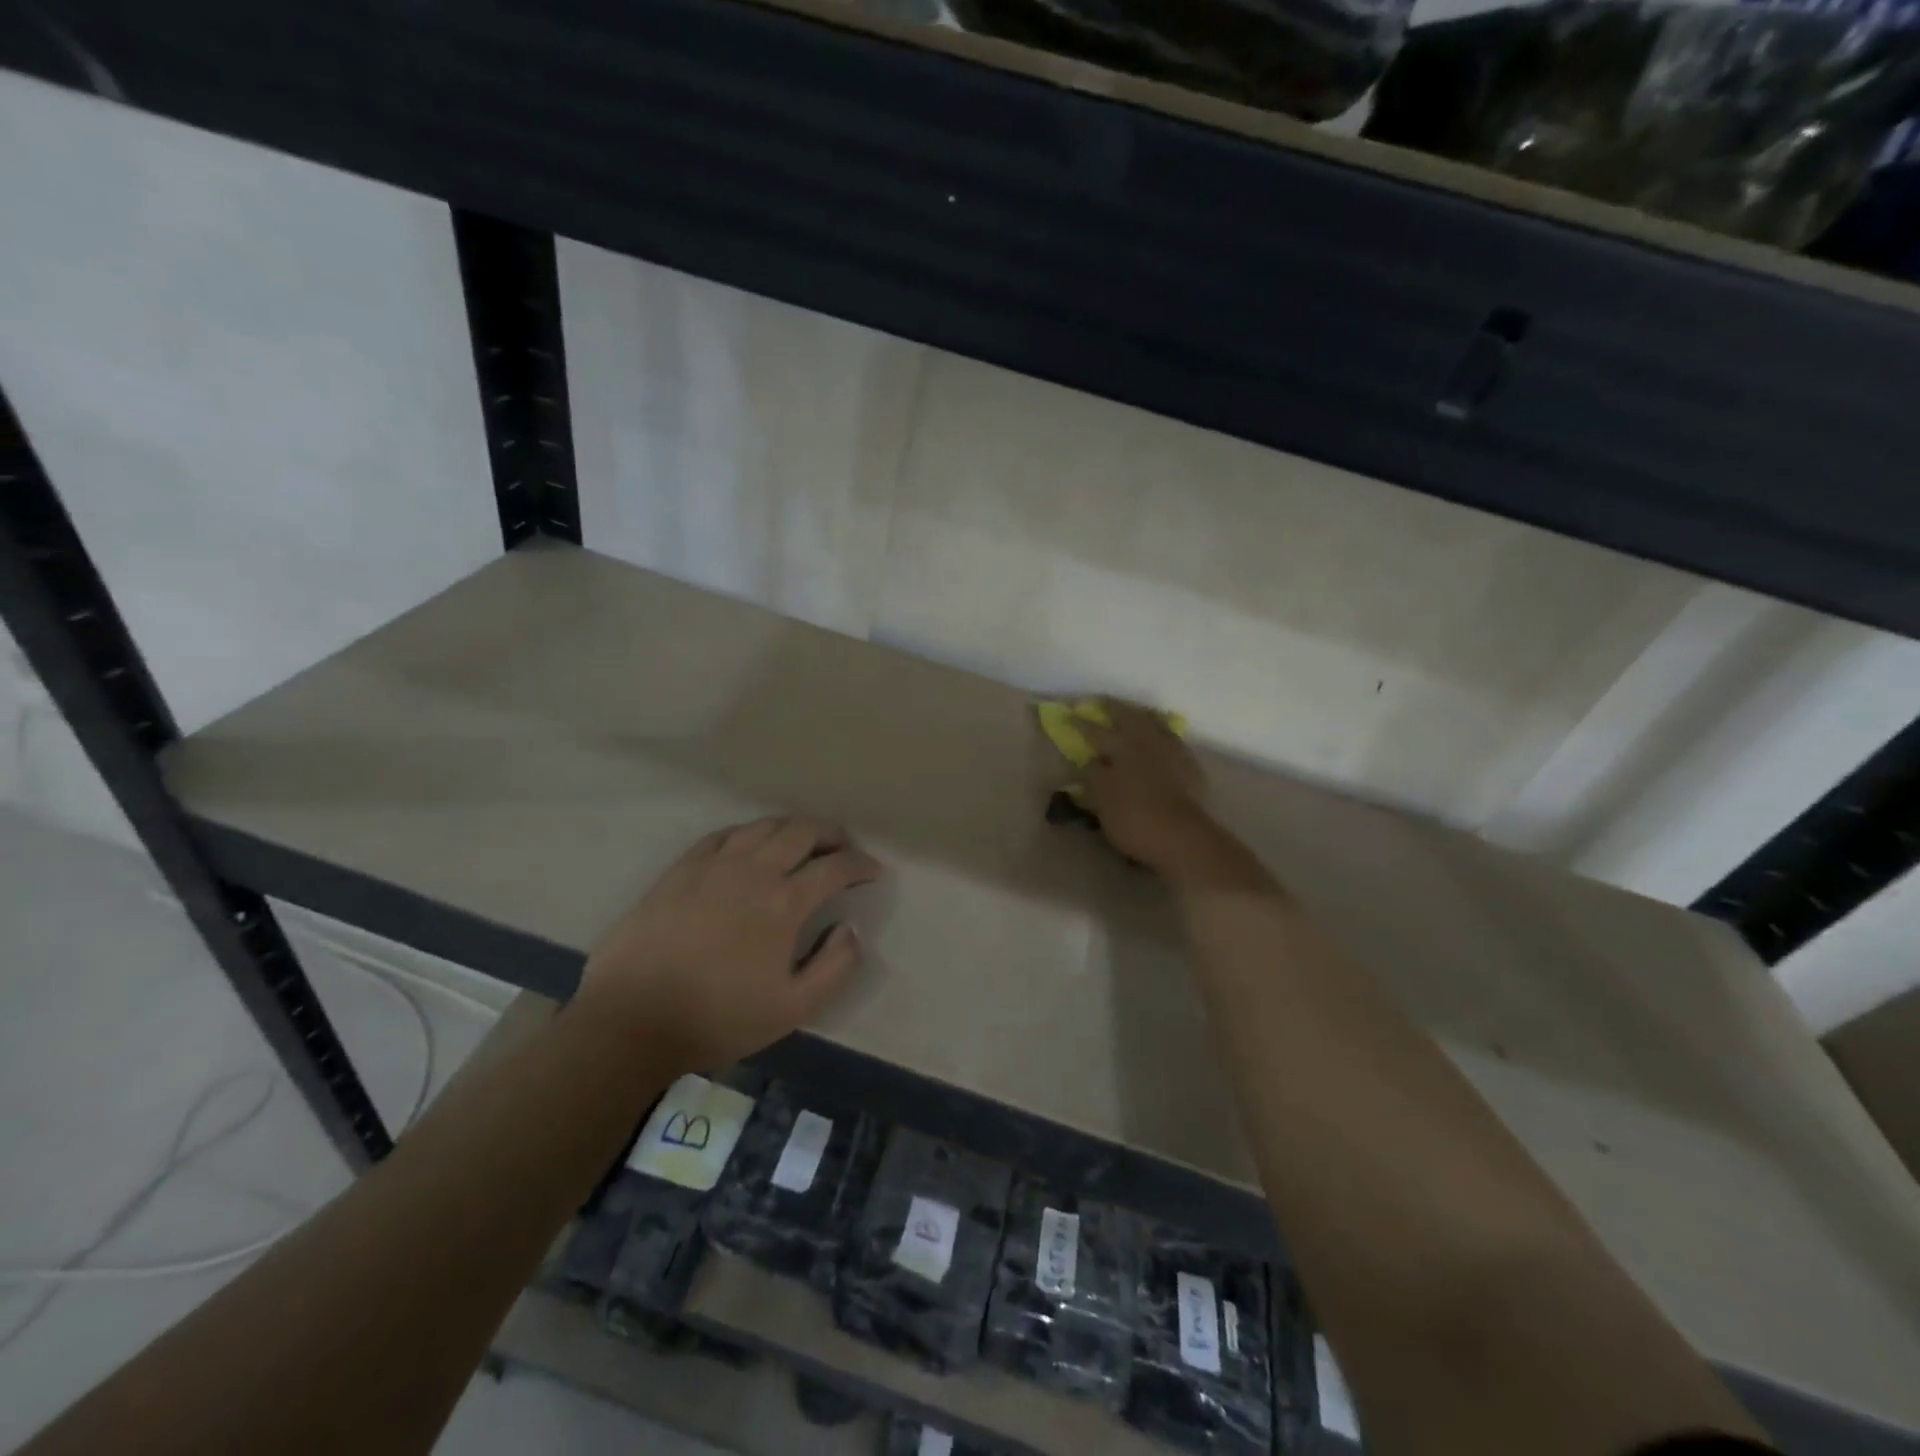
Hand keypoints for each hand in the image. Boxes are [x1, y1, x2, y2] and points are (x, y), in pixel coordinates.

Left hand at [577, 818, 882, 1071]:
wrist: (631, 1020)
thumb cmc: (717, 1018)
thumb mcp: (792, 1010)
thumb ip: (835, 968)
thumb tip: (850, 929)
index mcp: (784, 902)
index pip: (835, 867)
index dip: (861, 864)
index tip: (873, 872)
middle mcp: (753, 871)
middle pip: (801, 832)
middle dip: (831, 833)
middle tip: (843, 847)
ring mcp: (713, 865)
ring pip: (763, 826)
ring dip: (792, 828)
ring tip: (803, 842)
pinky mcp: (680, 870)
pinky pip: (722, 835)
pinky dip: (748, 833)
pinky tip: (750, 845)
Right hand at [1080, 702, 1219, 875]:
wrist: (1183, 837)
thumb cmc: (1134, 819)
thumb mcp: (1102, 799)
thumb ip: (1093, 775)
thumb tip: (1090, 759)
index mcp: (1122, 747)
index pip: (1096, 731)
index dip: (1081, 723)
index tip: (1069, 714)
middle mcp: (1147, 742)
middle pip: (1129, 718)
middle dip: (1114, 709)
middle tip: (1103, 702)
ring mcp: (1172, 751)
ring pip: (1155, 724)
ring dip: (1142, 716)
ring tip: (1134, 713)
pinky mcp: (1190, 766)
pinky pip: (1172, 740)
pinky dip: (1162, 733)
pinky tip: (1160, 738)